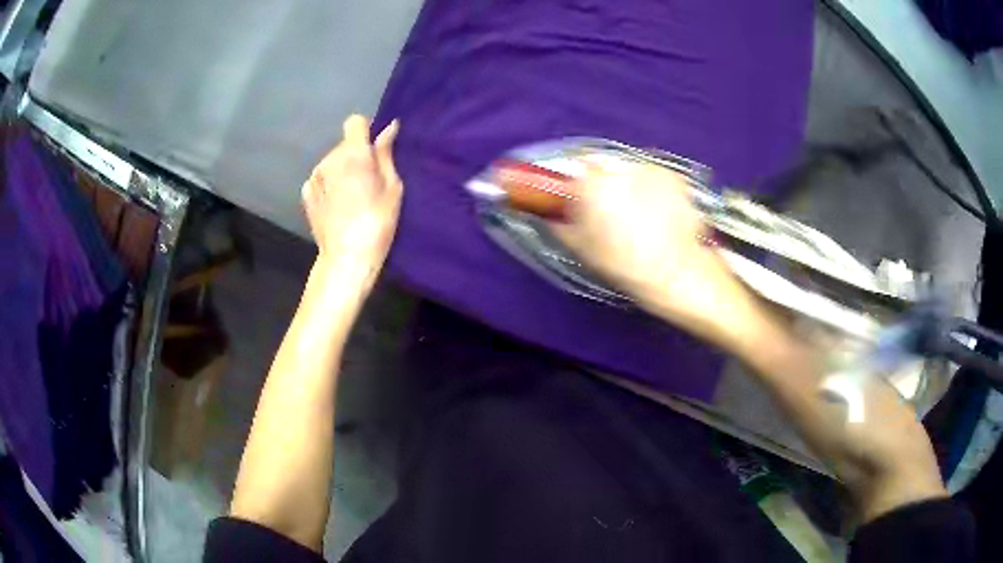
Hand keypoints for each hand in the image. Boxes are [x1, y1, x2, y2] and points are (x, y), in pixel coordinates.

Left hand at [302, 115, 401, 288]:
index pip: (355, 122)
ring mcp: (314, 177)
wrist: (347, 257)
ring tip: (352, 196)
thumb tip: (389, 128)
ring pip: (331, 162)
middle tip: (368, 180)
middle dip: (355, 154)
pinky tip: (337, 205)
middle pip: (343, 144)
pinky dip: (328, 185)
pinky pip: (320, 179)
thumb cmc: (377, 222)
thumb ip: (386, 154)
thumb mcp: (392, 187)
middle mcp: (329, 159)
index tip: (374, 148)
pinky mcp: (306, 194)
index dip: (365, 130)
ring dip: (341, 170)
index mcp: (353, 153)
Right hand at [553, 163, 756, 347]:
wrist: (678, 273)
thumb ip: (559, 223)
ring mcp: (653, 169)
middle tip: (611, 214)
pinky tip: (659, 216)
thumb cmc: (625, 264)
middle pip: (606, 166)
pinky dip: (653, 190)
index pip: (576, 162)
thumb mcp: (582, 249)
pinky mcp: (676, 178)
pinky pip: (655, 179)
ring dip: (630, 186)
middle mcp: (623, 166)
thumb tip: (547, 212)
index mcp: (594, 181)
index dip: (577, 179)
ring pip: (631, 172)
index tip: (580, 198)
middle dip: (605, 184)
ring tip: (640, 218)